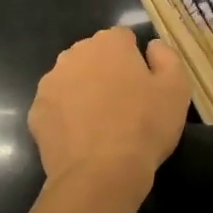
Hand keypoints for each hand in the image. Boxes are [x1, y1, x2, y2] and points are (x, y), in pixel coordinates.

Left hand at [28, 27, 190, 194]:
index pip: (123, 38)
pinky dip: (66, 117)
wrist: (101, 173)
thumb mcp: (176, 88)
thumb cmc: (144, 126)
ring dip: (83, 92)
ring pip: (71, 80)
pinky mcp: (36, 112)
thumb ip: (167, 57)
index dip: (135, 60)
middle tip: (123, 104)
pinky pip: (56, 108)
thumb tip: (152, 46)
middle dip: (106, 72)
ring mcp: (50, 83)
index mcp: (108, 43)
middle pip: (93, 56)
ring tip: (100, 124)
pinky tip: (81, 138)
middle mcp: (73, 54)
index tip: (144, 85)